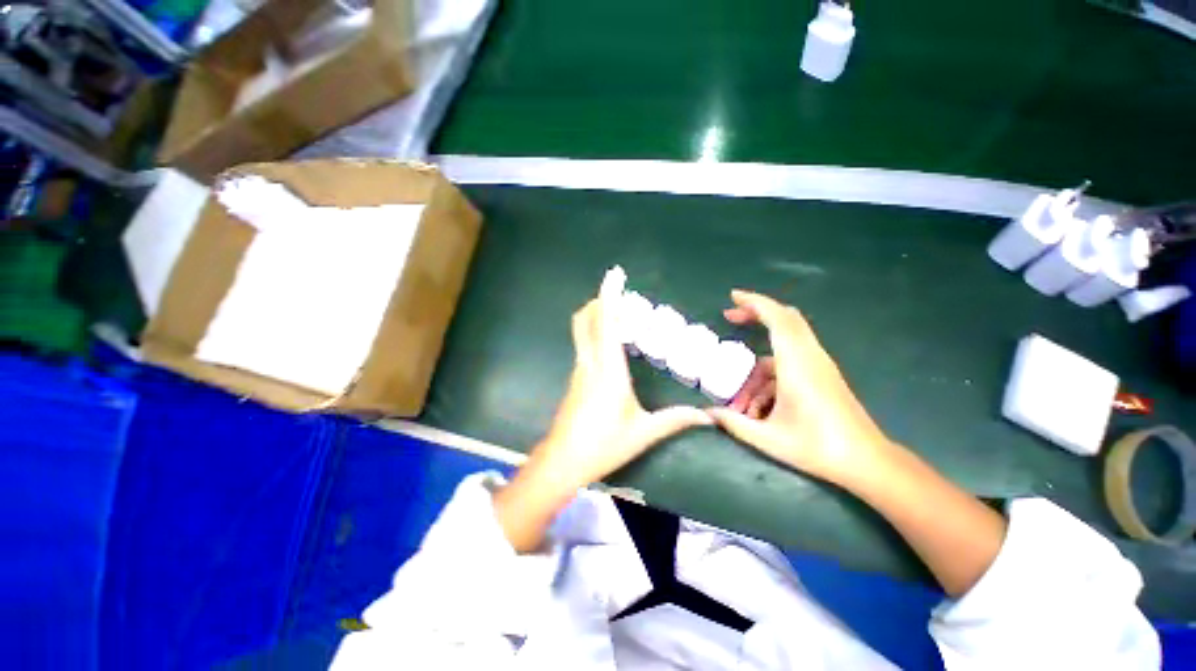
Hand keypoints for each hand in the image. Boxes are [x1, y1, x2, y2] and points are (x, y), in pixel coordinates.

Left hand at [532, 269, 711, 492]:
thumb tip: (708, 417)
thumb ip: (675, 420)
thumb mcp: (643, 432)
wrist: (562, 461)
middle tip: (622, 297)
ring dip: (598, 316)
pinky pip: (584, 344)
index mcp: (608, 369)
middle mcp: (590, 362)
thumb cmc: (603, 445)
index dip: (609, 295)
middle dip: (600, 301)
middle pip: (586, 319)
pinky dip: (596, 333)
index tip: (615, 274)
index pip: (606, 322)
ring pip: (582, 331)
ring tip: (623, 318)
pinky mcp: (575, 378)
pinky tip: (612, 345)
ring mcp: (579, 369)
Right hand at [707, 290, 893, 487]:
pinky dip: (770, 372)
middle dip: (755, 313)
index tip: (732, 296)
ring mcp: (819, 364)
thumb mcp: (768, 438)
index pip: (777, 319)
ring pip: (785, 342)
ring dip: (759, 357)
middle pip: (785, 318)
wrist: (866, 462)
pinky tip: (760, 405)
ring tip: (742, 393)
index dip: (754, 303)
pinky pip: (790, 359)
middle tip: (730, 317)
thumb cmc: (818, 448)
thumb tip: (706, 413)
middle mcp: (810, 357)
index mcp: (797, 364)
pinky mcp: (822, 374)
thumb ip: (733, 423)